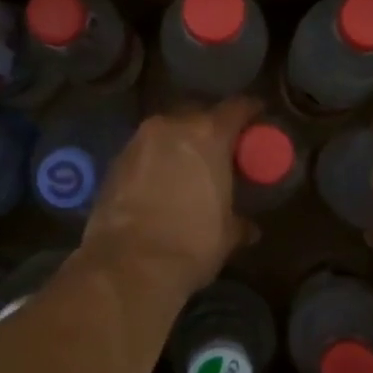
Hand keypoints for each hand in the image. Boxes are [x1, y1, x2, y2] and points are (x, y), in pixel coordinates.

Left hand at [81, 96, 261, 297]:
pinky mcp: (114, 162)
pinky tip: (161, 184)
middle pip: (198, 115)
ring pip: (167, 132)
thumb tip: (249, 228)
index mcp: (208, 135)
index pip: (237, 107)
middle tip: (221, 150)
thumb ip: (240, 222)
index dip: (251, 111)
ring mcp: (138, 141)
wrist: (128, 265)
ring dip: (179, 145)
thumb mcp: (226, 235)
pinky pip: (144, 152)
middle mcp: (171, 127)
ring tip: (188, 169)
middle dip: (211, 129)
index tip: (258, 117)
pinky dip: (156, 161)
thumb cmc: (190, 244)